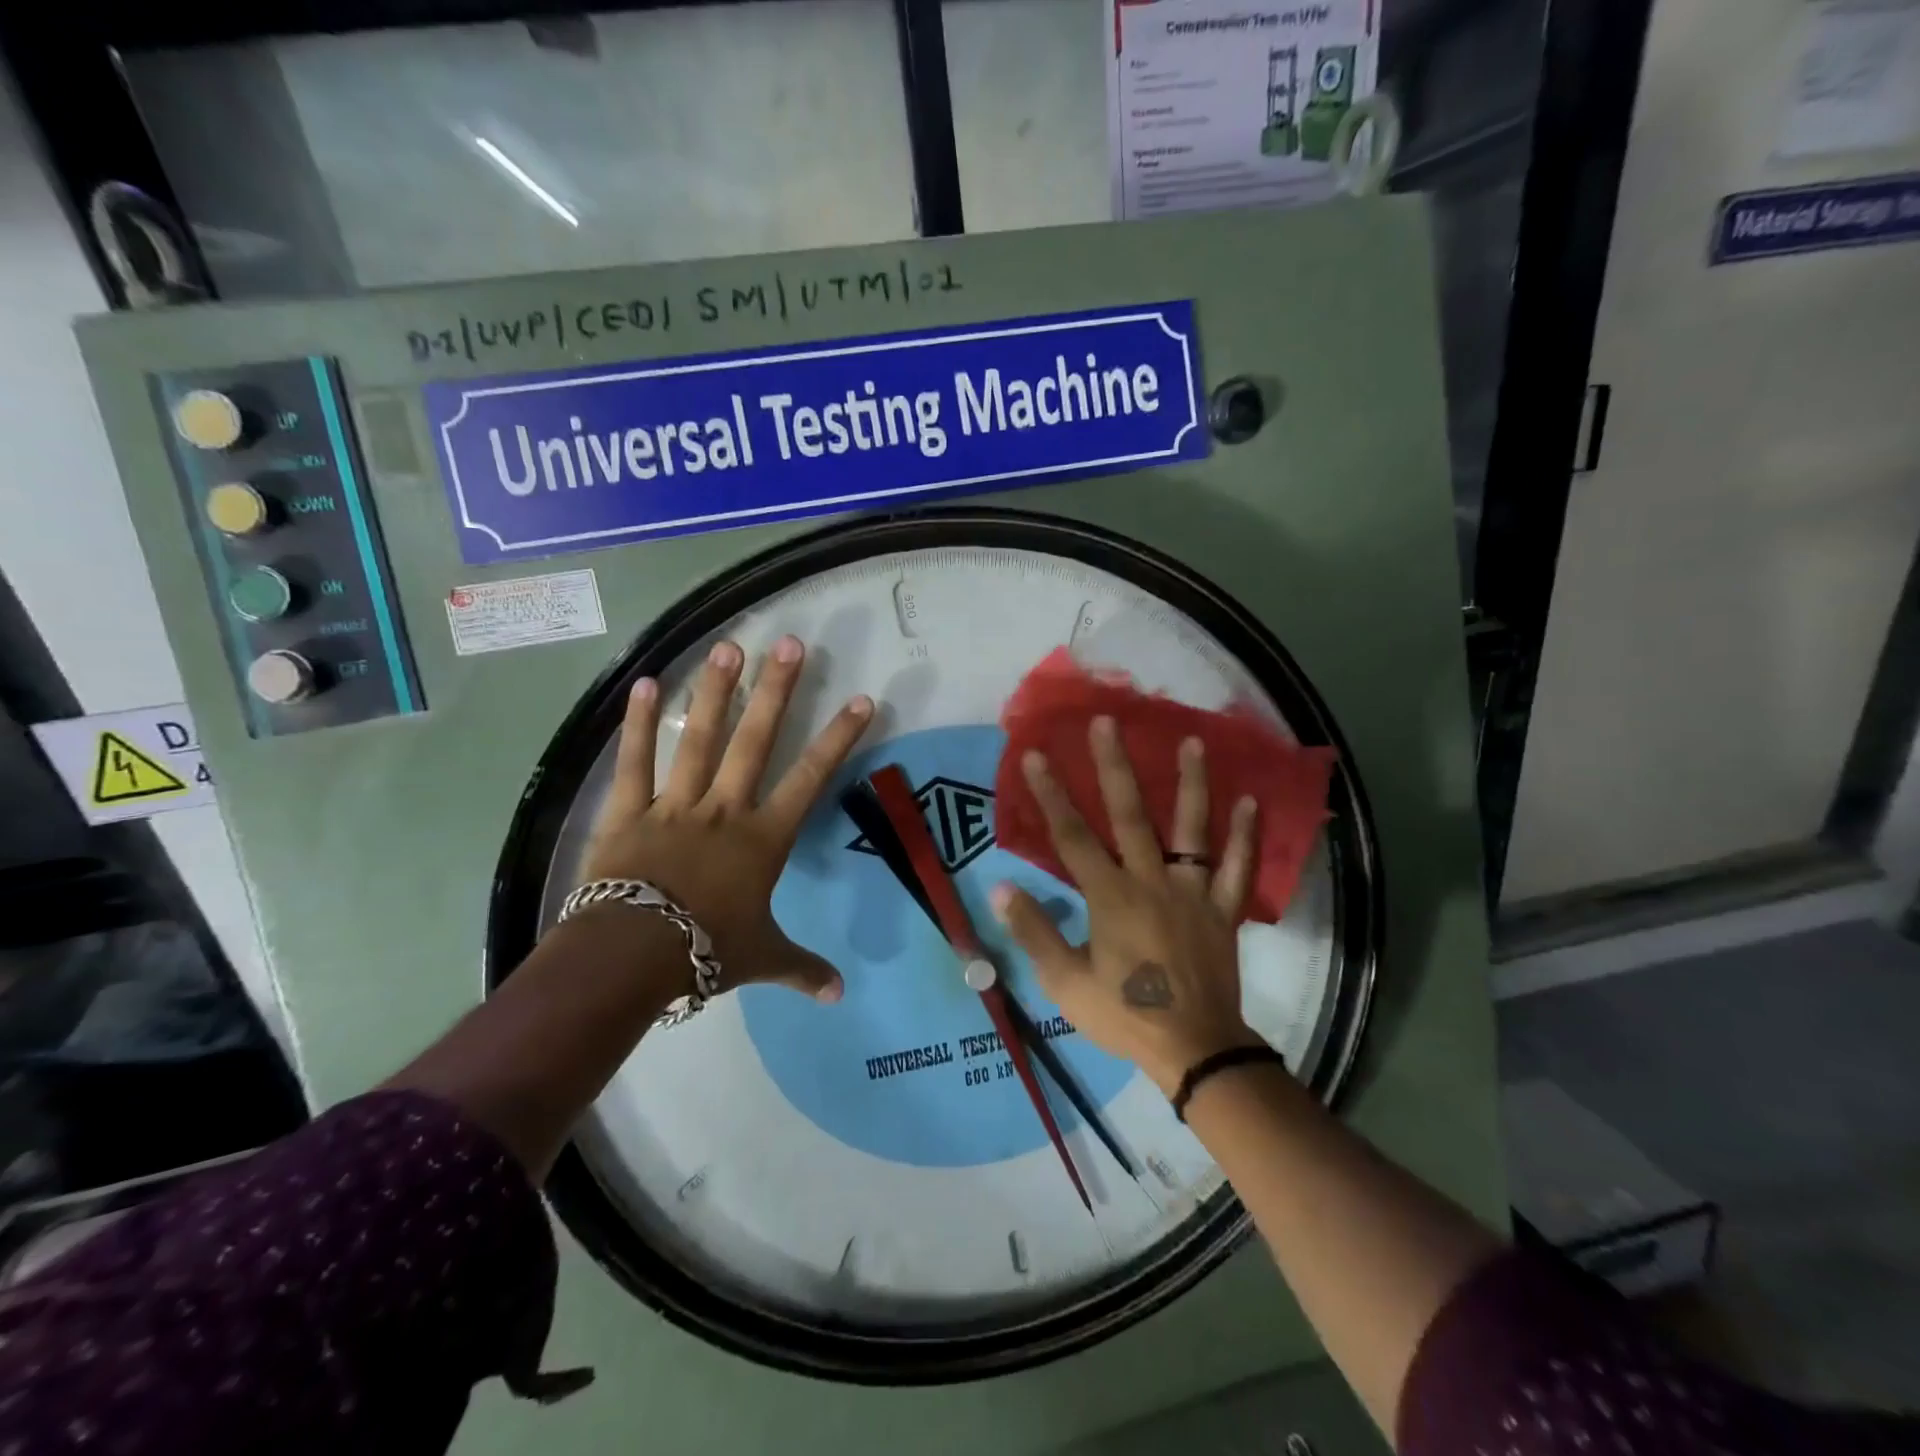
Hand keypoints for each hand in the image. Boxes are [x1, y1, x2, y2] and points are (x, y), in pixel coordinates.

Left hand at [578, 635, 873, 1002]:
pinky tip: (647, 682)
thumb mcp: (762, 959)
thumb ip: (802, 969)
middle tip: (791, 642)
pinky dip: (639, 723)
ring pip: (701, 739)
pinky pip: (635, 761)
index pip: (811, 779)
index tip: (861, 699)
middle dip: (777, 690)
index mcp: (763, 838)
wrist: (631, 956)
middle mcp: (725, 809)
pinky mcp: (629, 810)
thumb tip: (839, 995)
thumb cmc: (705, 952)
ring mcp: (675, 804)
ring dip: (716, 691)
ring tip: (729, 646)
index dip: (838, 738)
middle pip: (757, 740)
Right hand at [991, 717, 1263, 1095]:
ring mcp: (1194, 893)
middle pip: (1131, 815)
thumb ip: (1035, 931)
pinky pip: (1238, 869)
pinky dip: (1246, 837)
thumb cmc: (1125, 1015)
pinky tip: (1251, 801)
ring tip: (1193, 741)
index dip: (1051, 795)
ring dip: (1193, 784)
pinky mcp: (1224, 911)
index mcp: (1110, 897)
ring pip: (1193, 831)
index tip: (1035, 756)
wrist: (1194, 1049)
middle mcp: (1152, 882)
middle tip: (1108, 722)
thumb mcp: (1065, 983)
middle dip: (1115, 766)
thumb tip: (1000, 887)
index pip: (1072, 837)